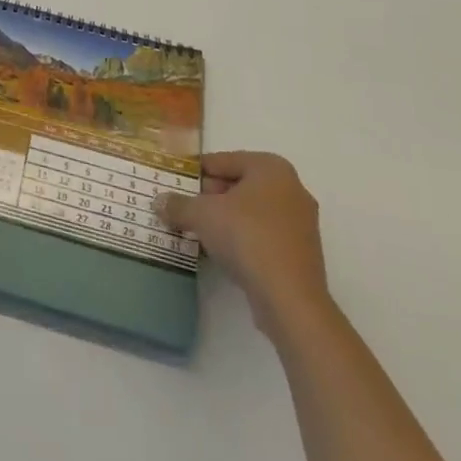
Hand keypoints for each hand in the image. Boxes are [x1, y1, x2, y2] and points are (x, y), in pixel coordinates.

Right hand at [156, 151, 331, 334]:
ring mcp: (301, 223)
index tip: (175, 183)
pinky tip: (222, 253)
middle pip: (239, 185)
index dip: (196, 172)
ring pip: (251, 212)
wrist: (291, 300)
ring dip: (225, 220)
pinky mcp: (302, 254)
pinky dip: (243, 240)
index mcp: (271, 167)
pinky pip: (264, 236)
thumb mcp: (203, 215)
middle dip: (210, 197)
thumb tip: (158, 201)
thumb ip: (178, 205)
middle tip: (184, 208)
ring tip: (197, 232)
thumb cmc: (247, 238)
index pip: (223, 161)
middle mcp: (291, 188)